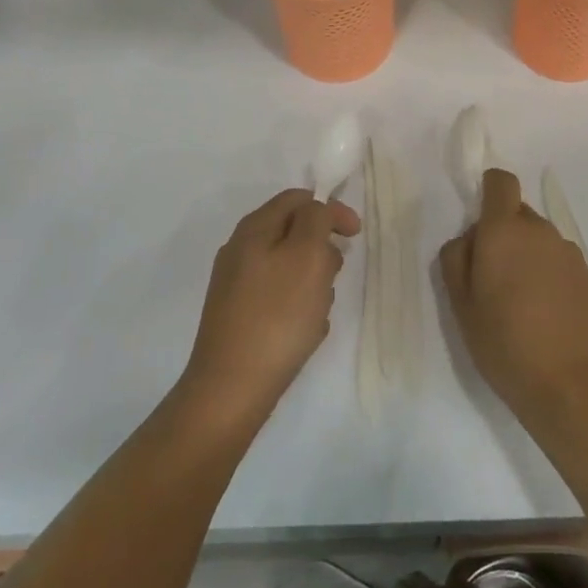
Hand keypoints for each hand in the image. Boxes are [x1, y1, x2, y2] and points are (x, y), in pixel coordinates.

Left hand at [183, 189, 360, 425]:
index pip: (298, 199)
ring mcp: (237, 285)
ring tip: (319, 310)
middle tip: (333, 277)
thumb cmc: (277, 316)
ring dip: (314, 282)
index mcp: (254, 229)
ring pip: (290, 268)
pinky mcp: (239, 316)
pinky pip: (280, 298)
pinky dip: (299, 307)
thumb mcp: (307, 255)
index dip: (331, 210)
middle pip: (294, 232)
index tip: (355, 235)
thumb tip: (317, 210)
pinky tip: (305, 331)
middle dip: (322, 251)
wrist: (232, 388)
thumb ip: (316, 220)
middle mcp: (241, 250)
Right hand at [439, 169, 587, 430]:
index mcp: (505, 231)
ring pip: (540, 241)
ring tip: (519, 306)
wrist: (575, 387)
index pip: (501, 182)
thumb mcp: (461, 306)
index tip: (479, 228)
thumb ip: (456, 260)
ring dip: (527, 258)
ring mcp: (570, 255)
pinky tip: (545, 319)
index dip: (488, 192)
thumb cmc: (506, 344)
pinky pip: (560, 265)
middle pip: (518, 215)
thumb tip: (468, 239)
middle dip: (503, 235)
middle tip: (491, 280)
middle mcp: (541, 232)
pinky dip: (549, 279)